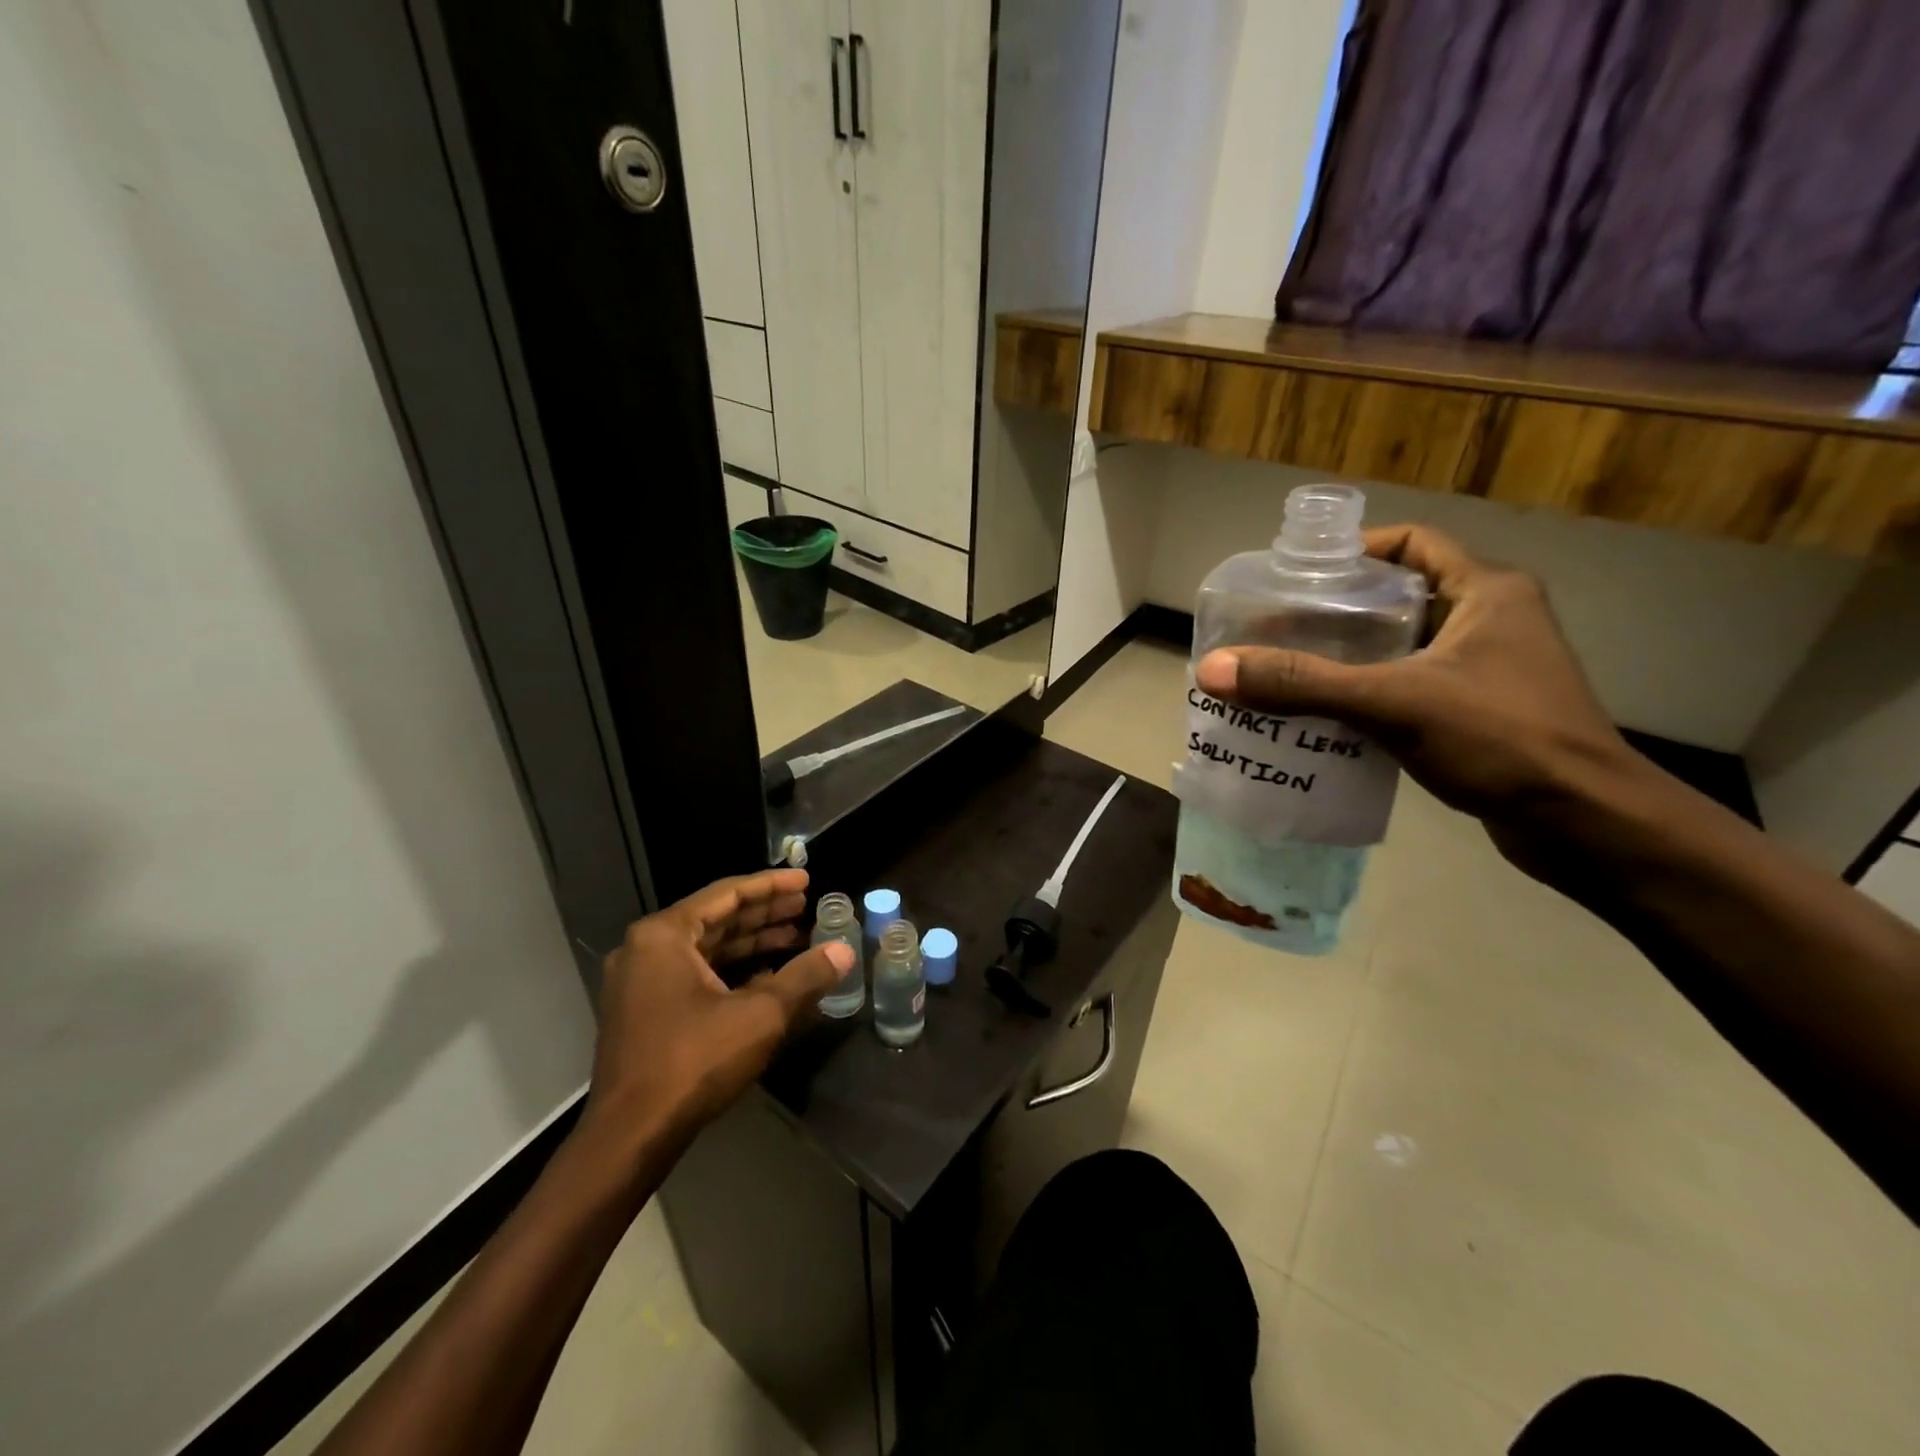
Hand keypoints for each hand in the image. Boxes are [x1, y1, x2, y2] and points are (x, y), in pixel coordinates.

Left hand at [579, 870, 852, 1156]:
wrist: (629, 1136)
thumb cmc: (693, 1062)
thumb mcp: (760, 1015)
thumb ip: (804, 977)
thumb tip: (844, 951)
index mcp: (664, 935)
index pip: (726, 894)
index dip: (771, 886)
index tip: (804, 881)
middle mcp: (645, 949)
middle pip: (715, 918)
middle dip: (763, 913)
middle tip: (805, 907)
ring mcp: (639, 982)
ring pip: (705, 947)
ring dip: (750, 942)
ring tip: (795, 937)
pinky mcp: (642, 1011)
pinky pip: (693, 973)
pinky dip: (730, 969)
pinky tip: (766, 975)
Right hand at [1194, 524, 1639, 857]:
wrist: (1584, 825)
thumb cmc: (1500, 740)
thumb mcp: (1392, 702)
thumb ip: (1302, 684)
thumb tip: (1214, 669)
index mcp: (1486, 592)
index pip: (1411, 544)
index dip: (1353, 552)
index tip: (1297, 576)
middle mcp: (1489, 620)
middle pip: (1396, 598)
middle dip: (1334, 613)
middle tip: (1274, 628)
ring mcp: (1486, 670)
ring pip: (1399, 648)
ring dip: (1346, 658)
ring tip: (1285, 671)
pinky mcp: (1478, 713)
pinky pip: (1406, 688)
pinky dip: (1365, 696)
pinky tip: (1321, 717)